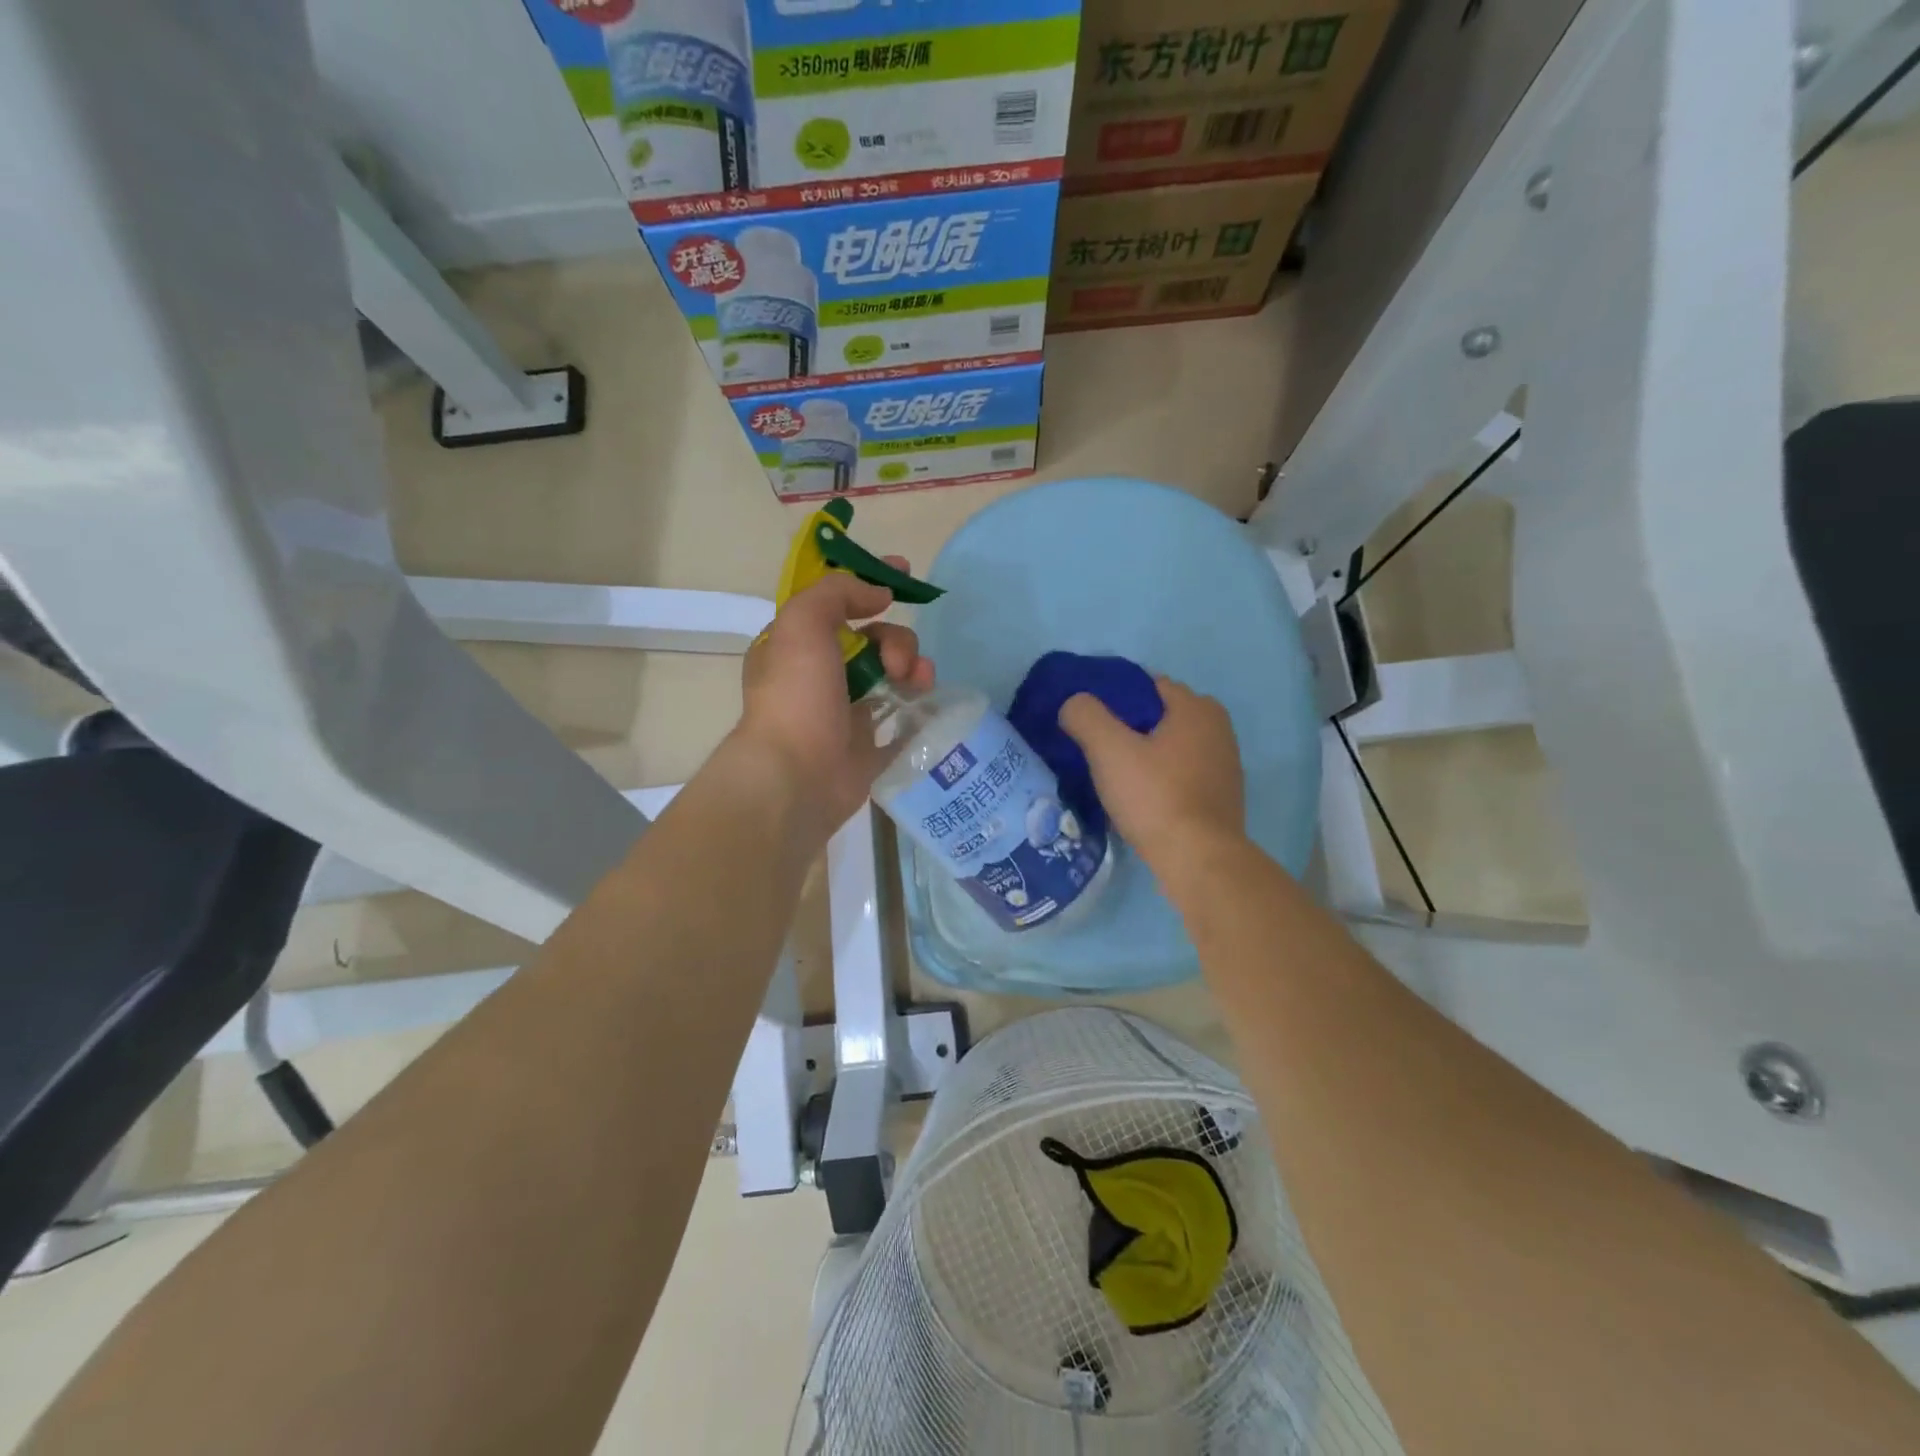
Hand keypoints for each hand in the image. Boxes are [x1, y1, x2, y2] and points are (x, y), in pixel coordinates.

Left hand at [734, 563, 934, 835]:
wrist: (797, 776)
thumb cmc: (795, 696)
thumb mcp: (803, 623)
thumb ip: (837, 593)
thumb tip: (879, 594)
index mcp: (796, 646)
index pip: (837, 604)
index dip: (869, 585)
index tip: (904, 573)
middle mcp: (820, 677)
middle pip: (874, 640)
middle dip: (897, 641)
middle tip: (898, 663)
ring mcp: (846, 714)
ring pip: (892, 677)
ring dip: (914, 670)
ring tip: (919, 684)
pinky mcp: (869, 747)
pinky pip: (903, 719)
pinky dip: (919, 709)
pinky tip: (927, 707)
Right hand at [1059, 676, 1244, 869]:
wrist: (1198, 860)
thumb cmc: (1155, 797)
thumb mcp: (1109, 750)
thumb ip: (1086, 716)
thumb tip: (1074, 703)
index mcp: (1196, 708)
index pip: (1147, 685)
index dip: (1114, 697)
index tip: (1089, 720)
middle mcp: (1218, 728)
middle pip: (1160, 716)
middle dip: (1130, 727)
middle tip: (1098, 748)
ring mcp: (1225, 764)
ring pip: (1172, 746)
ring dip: (1146, 754)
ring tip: (1115, 774)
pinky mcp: (1222, 796)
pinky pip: (1183, 773)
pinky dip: (1162, 778)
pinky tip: (1141, 798)